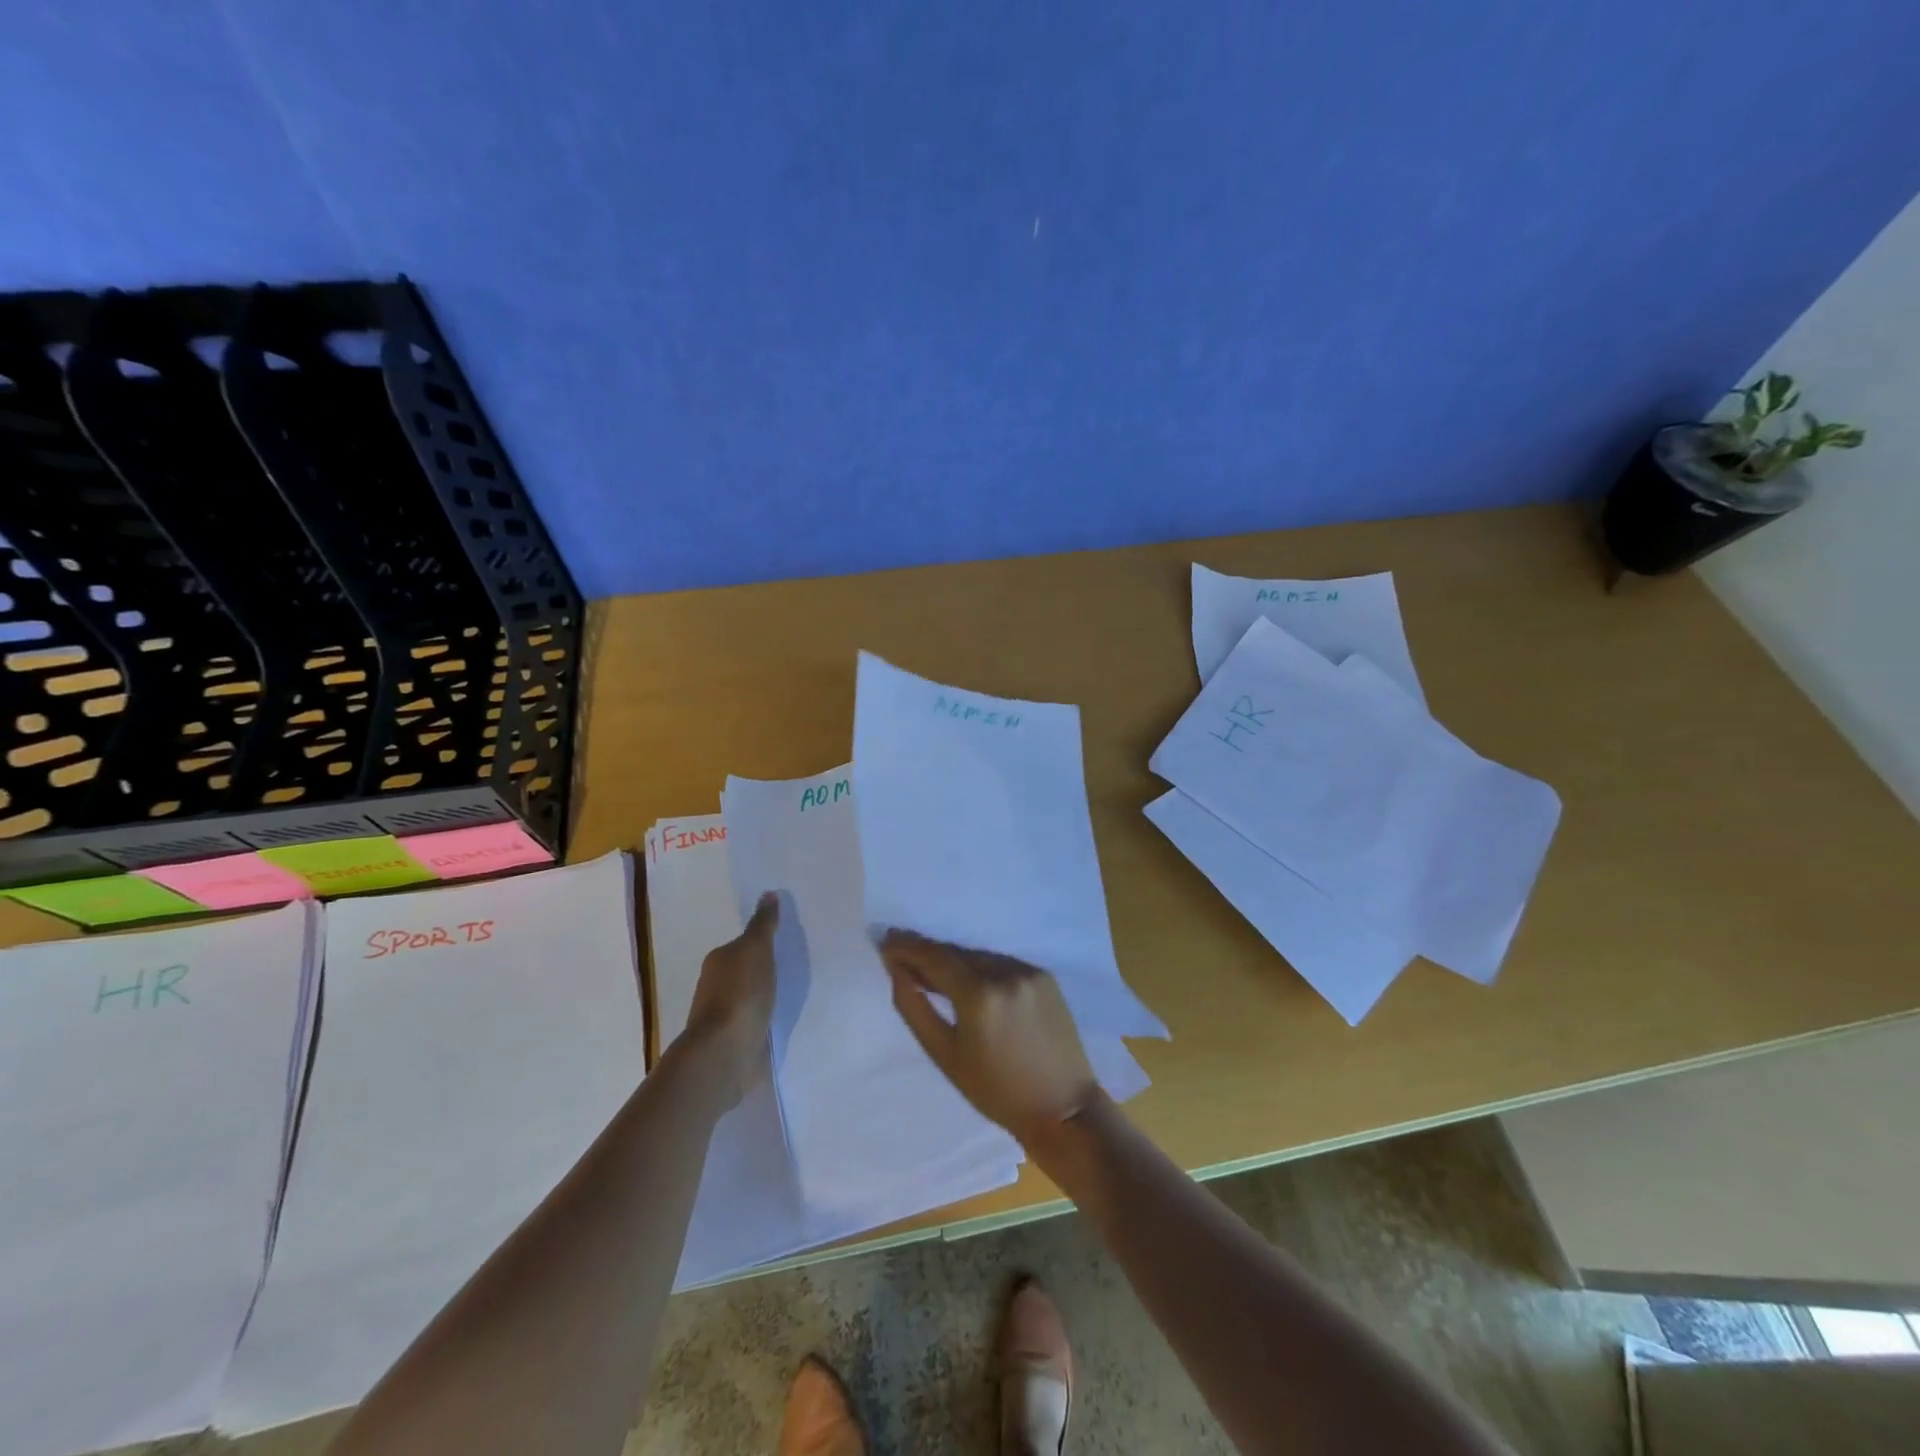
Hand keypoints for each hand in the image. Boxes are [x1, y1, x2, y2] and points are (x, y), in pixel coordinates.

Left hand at [682, 892, 778, 1106]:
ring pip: (752, 997)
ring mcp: (726, 1017)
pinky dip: (768, 1018)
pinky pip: (757, 1022)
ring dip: (767, 996)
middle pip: (746, 971)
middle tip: (796, 963)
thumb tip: (768, 894)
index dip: (762, 942)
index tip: (786, 941)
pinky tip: (785, 1018)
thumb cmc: (740, 994)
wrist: (725, 1053)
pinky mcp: (738, 1042)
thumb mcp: (756, 949)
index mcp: (719, 961)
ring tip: (795, 991)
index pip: (742, 945)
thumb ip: (763, 924)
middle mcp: (717, 987)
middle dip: (766, 969)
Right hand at [878, 929, 1098, 1149]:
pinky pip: (1002, 964)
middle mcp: (1005, 972)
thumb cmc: (996, 1092)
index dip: (907, 947)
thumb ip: (915, 1008)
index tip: (885, 941)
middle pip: (957, 953)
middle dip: (927, 952)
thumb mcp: (946, 1056)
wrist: (1062, 1107)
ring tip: (930, 967)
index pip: (935, 957)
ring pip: (979, 956)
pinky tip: (968, 978)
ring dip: (954, 959)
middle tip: (900, 951)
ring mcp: (1028, 971)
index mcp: (979, 994)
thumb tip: (896, 972)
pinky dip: (981, 968)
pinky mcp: (1045, 976)